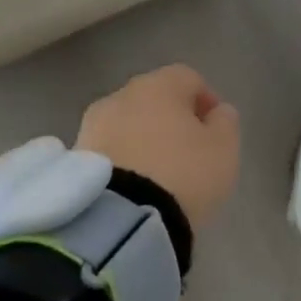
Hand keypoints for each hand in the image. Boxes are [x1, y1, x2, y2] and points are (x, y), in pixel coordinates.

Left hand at [77, 65, 240, 231]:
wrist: (117, 222)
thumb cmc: (182, 174)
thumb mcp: (224, 149)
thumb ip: (226, 122)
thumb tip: (218, 111)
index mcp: (160, 84)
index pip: (189, 78)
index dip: (205, 100)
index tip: (215, 129)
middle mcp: (122, 95)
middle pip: (154, 99)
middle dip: (170, 119)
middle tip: (187, 151)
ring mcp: (92, 125)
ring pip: (127, 124)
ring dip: (142, 140)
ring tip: (158, 175)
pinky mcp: (74, 159)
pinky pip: (108, 151)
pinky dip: (122, 162)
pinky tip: (134, 188)